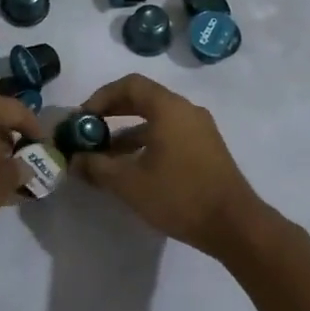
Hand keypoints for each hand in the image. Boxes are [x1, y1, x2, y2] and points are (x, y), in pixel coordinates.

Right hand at [75, 74, 270, 258]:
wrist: (235, 226)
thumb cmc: (180, 196)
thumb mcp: (130, 183)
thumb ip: (97, 168)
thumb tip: (74, 160)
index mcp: (168, 108)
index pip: (129, 85)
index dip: (101, 97)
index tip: (83, 118)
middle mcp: (186, 110)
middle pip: (143, 99)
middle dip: (112, 113)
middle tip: (89, 132)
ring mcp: (199, 129)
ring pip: (156, 120)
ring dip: (128, 132)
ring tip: (105, 157)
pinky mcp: (206, 149)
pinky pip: (170, 134)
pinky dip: (147, 143)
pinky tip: (133, 169)